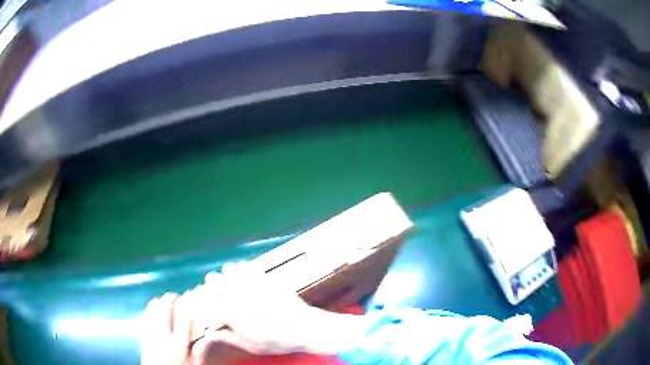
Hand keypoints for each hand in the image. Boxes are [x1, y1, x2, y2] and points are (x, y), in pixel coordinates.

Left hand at [140, 291, 205, 364]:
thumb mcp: (194, 363)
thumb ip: (198, 348)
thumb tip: (207, 335)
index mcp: (180, 344)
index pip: (185, 317)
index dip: (189, 304)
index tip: (192, 297)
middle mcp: (164, 336)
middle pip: (165, 308)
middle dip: (171, 298)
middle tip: (178, 296)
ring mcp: (151, 334)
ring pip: (152, 309)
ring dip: (159, 301)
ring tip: (164, 300)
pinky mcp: (142, 336)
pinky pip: (144, 317)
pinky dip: (148, 309)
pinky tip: (152, 308)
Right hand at [198, 261, 366, 356]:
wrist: (306, 329)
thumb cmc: (278, 341)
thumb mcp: (252, 346)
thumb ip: (230, 338)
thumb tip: (212, 334)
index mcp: (235, 316)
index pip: (212, 302)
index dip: (206, 298)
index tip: (205, 297)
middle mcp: (241, 298)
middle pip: (218, 283)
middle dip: (212, 281)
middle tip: (210, 280)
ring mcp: (255, 287)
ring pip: (232, 271)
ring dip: (227, 272)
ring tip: (226, 272)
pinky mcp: (268, 280)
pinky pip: (250, 268)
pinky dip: (243, 267)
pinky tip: (242, 267)